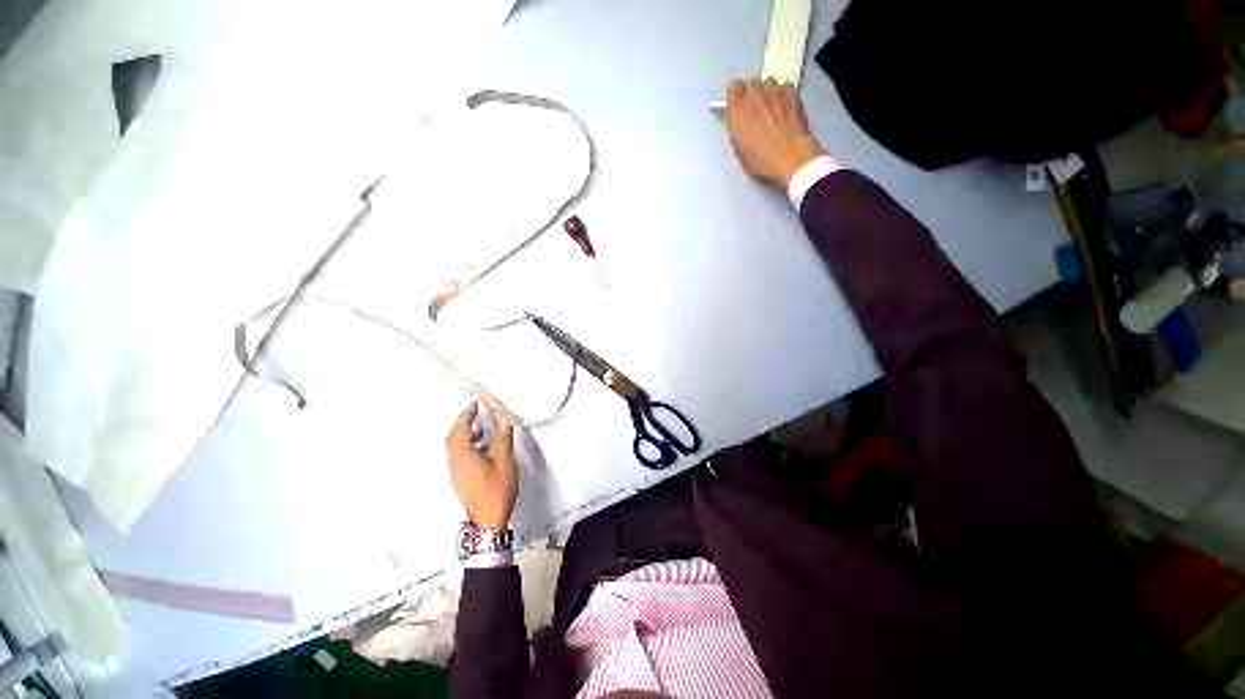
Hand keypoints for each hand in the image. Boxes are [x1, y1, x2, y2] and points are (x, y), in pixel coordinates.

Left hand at [446, 403, 516, 529]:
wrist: (488, 521)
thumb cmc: (497, 492)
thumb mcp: (506, 462)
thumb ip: (504, 439)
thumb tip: (504, 421)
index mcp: (464, 457)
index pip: (460, 430)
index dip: (466, 415)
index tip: (474, 406)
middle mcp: (455, 464)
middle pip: (452, 438)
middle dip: (463, 424)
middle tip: (476, 415)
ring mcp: (456, 474)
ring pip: (455, 449)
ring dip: (466, 436)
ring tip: (483, 432)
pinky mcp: (460, 481)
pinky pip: (459, 458)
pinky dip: (467, 448)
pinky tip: (483, 451)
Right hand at [724, 78, 826, 186]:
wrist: (789, 156)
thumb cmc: (759, 158)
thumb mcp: (738, 147)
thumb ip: (735, 126)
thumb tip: (737, 119)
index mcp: (738, 108)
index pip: (733, 87)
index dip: (735, 96)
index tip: (736, 106)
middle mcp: (755, 93)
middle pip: (751, 83)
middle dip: (751, 95)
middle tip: (754, 111)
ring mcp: (775, 90)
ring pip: (768, 83)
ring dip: (767, 93)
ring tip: (770, 109)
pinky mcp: (792, 92)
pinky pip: (784, 87)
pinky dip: (782, 94)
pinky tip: (784, 108)